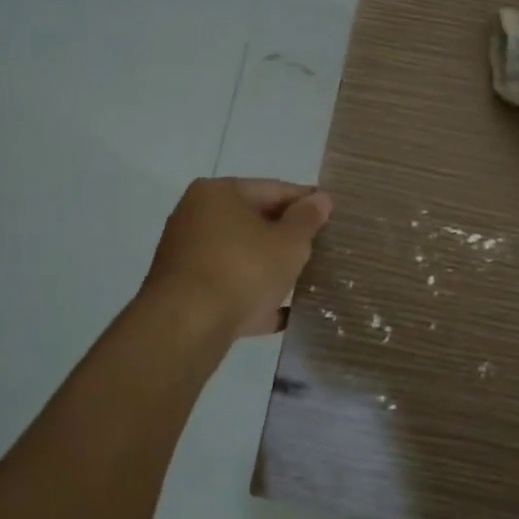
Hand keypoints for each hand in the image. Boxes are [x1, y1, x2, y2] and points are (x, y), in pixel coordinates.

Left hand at [140, 178, 333, 341]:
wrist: (186, 329)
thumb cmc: (242, 270)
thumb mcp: (288, 243)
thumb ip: (307, 219)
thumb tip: (321, 199)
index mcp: (219, 193)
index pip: (274, 189)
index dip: (306, 202)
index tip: (333, 216)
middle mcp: (196, 217)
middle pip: (254, 222)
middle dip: (288, 237)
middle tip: (321, 250)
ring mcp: (187, 256)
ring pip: (241, 257)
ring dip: (271, 269)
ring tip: (305, 282)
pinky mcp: (184, 293)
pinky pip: (228, 288)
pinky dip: (252, 297)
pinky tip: (283, 314)